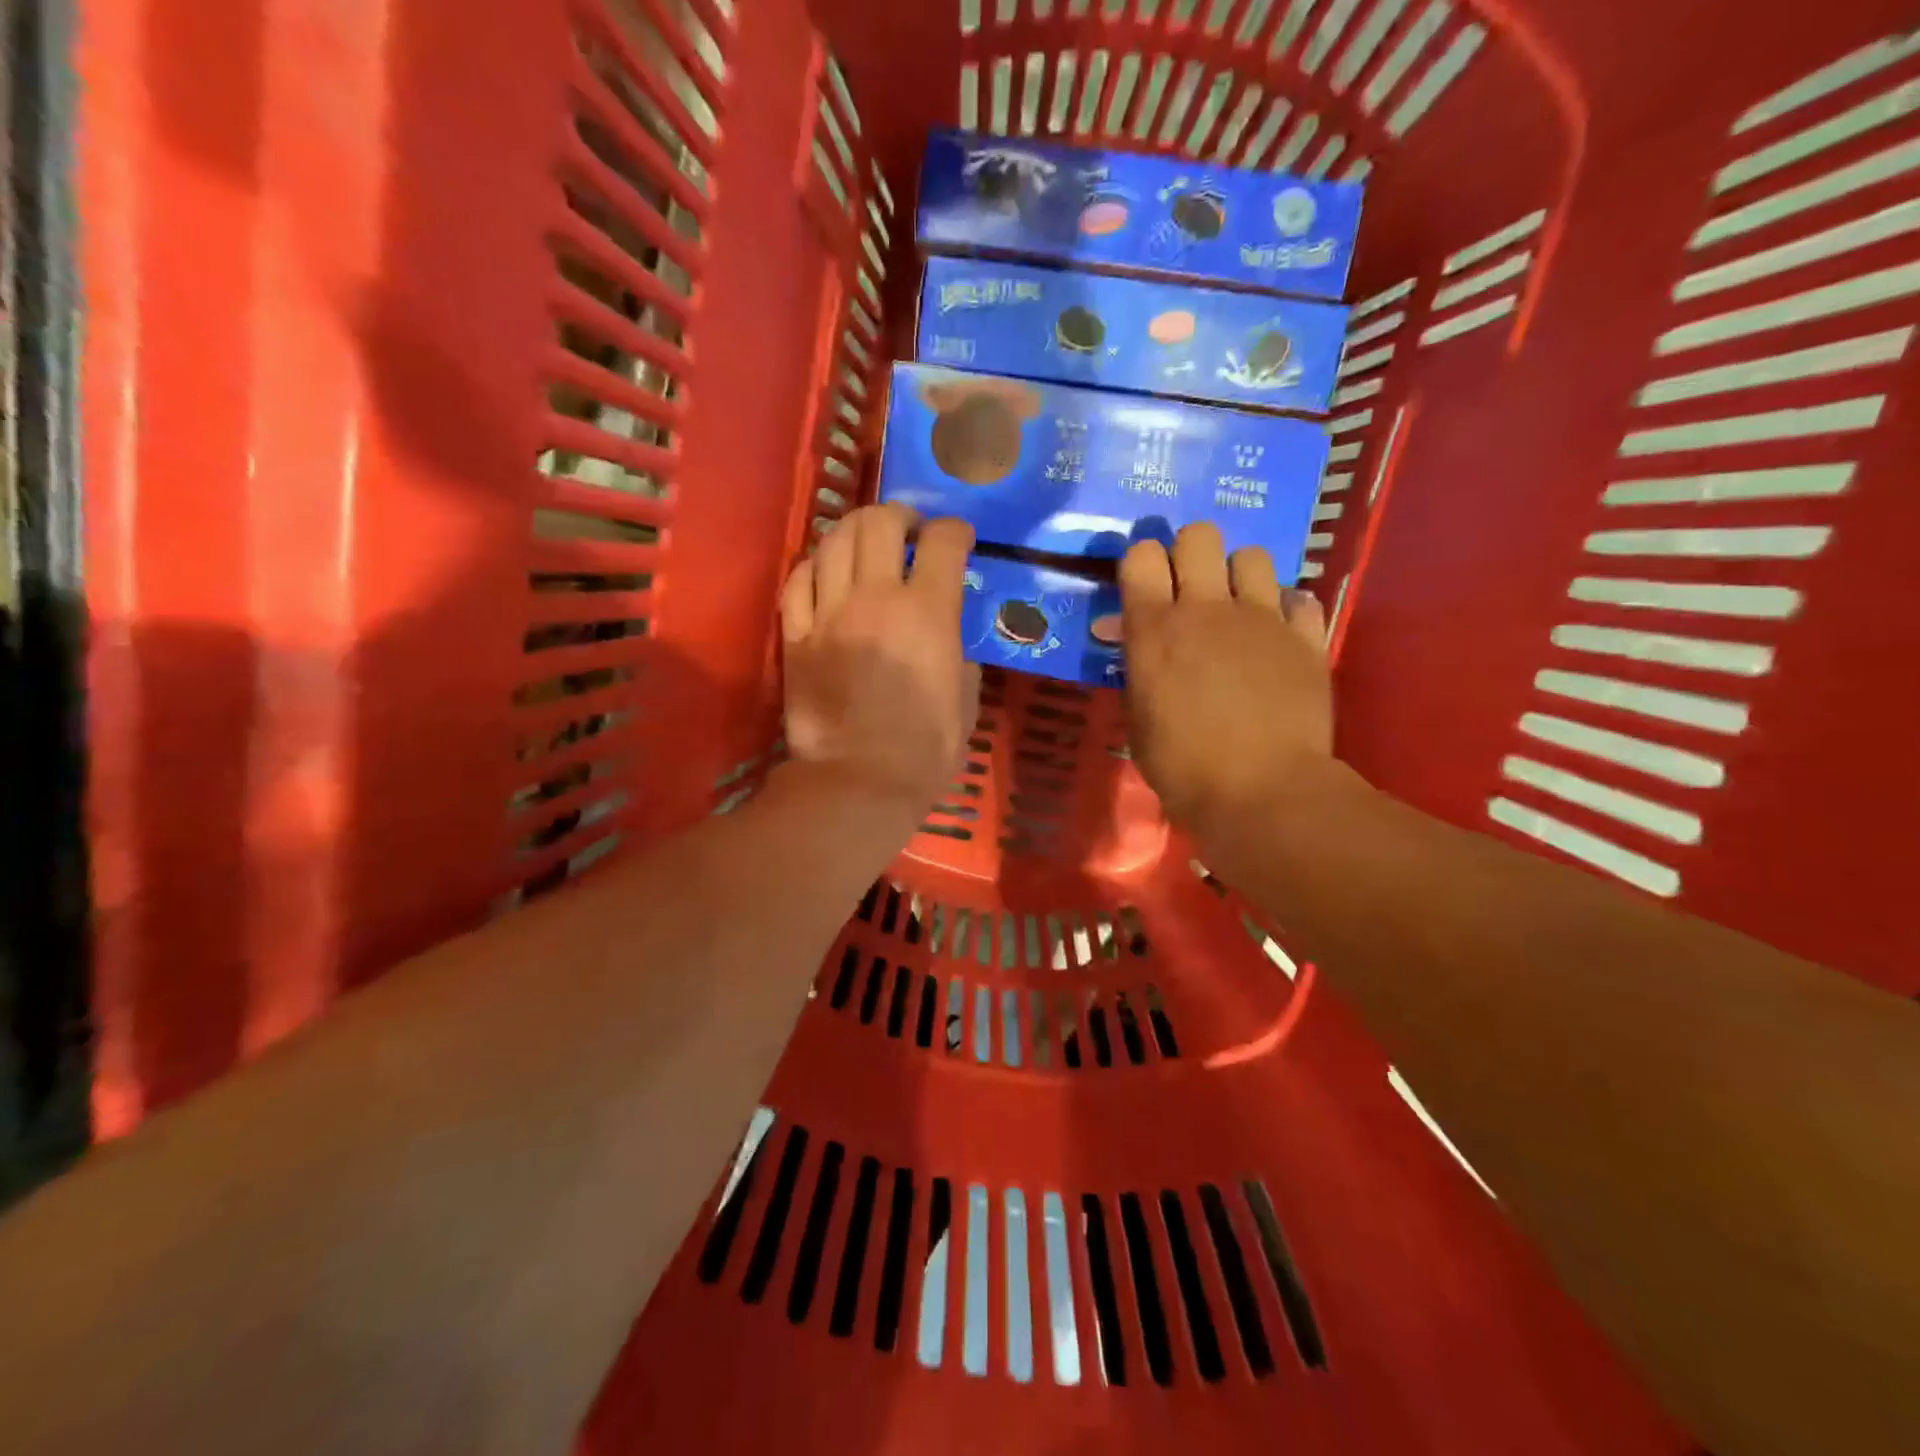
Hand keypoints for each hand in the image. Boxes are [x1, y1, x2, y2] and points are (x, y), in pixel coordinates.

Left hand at [780, 505, 980, 824]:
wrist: (858, 783)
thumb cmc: (924, 750)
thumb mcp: (965, 701)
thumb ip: (959, 657)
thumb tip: (948, 641)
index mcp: (928, 614)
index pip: (943, 542)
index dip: (955, 530)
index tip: (958, 539)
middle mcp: (876, 598)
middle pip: (880, 522)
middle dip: (900, 515)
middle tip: (908, 531)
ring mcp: (829, 614)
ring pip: (834, 540)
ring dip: (855, 530)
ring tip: (866, 544)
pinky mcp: (795, 636)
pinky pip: (798, 579)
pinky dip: (814, 566)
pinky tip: (826, 573)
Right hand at [1120, 522, 1330, 836]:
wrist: (1263, 793)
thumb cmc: (1184, 768)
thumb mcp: (1138, 721)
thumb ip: (1139, 672)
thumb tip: (1140, 647)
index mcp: (1155, 628)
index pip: (1141, 554)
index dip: (1141, 563)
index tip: (1144, 587)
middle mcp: (1207, 608)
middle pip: (1199, 536)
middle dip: (1190, 553)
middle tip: (1190, 589)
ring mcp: (1262, 618)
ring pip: (1253, 555)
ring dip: (1239, 575)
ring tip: (1237, 608)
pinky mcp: (1306, 637)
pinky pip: (1298, 598)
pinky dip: (1285, 610)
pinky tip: (1277, 636)